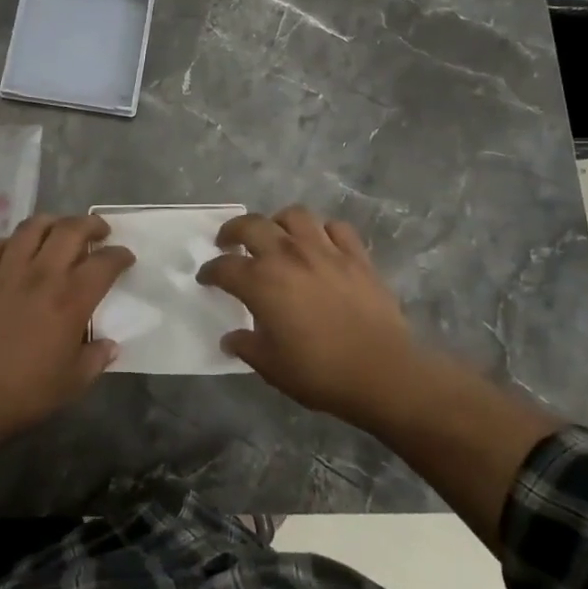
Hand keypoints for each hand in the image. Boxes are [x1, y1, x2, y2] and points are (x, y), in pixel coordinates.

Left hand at [0, 213, 134, 437]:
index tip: (126, 257)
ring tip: (59, 230)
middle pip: (70, 230)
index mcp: (71, 299)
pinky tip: (15, 250)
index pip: (104, 263)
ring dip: (52, 222)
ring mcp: (6, 272)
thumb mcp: (73, 382)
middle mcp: (42, 275)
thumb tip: (109, 345)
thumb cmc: (25, 393)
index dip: (120, 255)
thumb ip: (96, 358)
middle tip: (99, 231)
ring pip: (32, 227)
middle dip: (91, 224)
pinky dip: (10, 241)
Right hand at [197, 206, 423, 422]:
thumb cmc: (319, 372)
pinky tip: (320, 244)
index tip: (206, 278)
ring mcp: (325, 251)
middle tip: (228, 242)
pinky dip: (323, 231)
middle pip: (252, 225)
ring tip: (276, 235)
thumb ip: (246, 346)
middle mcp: (288, 256)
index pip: (225, 267)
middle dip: (233, 230)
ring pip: (295, 216)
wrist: (382, 373)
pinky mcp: (356, 255)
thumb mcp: (270, 366)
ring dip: (278, 222)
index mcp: (261, 282)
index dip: (210, 271)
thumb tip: (231, 339)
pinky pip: (336, 228)